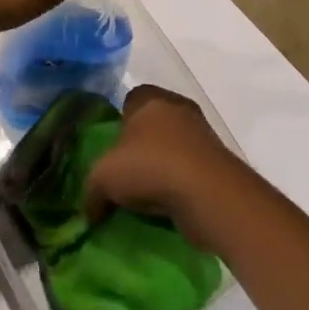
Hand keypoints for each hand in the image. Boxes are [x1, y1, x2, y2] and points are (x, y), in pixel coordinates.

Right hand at [83, 85, 245, 247]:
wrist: (208, 193)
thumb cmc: (150, 167)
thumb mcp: (103, 178)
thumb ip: (91, 191)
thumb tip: (91, 210)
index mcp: (151, 99)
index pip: (131, 99)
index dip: (119, 121)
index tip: (110, 148)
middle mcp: (179, 109)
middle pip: (153, 123)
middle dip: (140, 146)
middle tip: (125, 174)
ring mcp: (202, 134)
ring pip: (174, 147)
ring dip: (162, 167)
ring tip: (145, 196)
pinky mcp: (217, 161)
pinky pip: (190, 169)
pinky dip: (179, 184)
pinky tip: (166, 205)